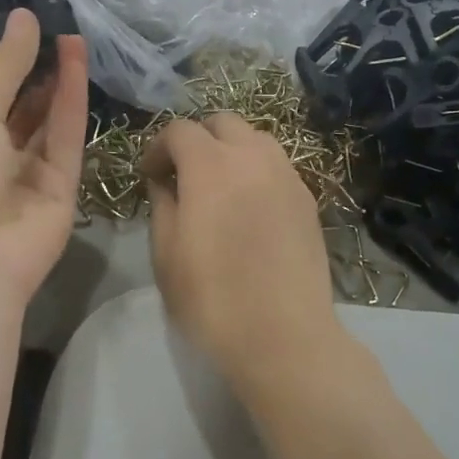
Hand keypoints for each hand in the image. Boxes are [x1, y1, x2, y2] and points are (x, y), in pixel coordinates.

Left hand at [0, 9, 87, 322]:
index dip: (8, 65)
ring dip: (59, 82)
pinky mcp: (63, 191)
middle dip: (38, 73)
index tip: (28, 27)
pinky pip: (69, 140)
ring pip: (50, 122)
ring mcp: (29, 177)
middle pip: (22, 111)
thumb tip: (23, 16)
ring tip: (72, 39)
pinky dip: (74, 103)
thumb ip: (4, 67)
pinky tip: (77, 65)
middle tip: (58, 30)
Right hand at [142, 115, 341, 394]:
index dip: (159, 147)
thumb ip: (162, 204)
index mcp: (211, 165)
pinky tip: (250, 206)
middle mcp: (253, 156)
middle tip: (184, 174)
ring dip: (231, 149)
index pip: (180, 130)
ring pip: (255, 138)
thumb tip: (164, 182)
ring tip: (220, 186)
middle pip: (222, 122)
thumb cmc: (213, 298)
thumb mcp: (166, 254)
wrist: (284, 335)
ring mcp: (286, 175)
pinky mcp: (307, 198)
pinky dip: (257, 170)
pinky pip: (277, 165)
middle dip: (197, 139)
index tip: (151, 175)